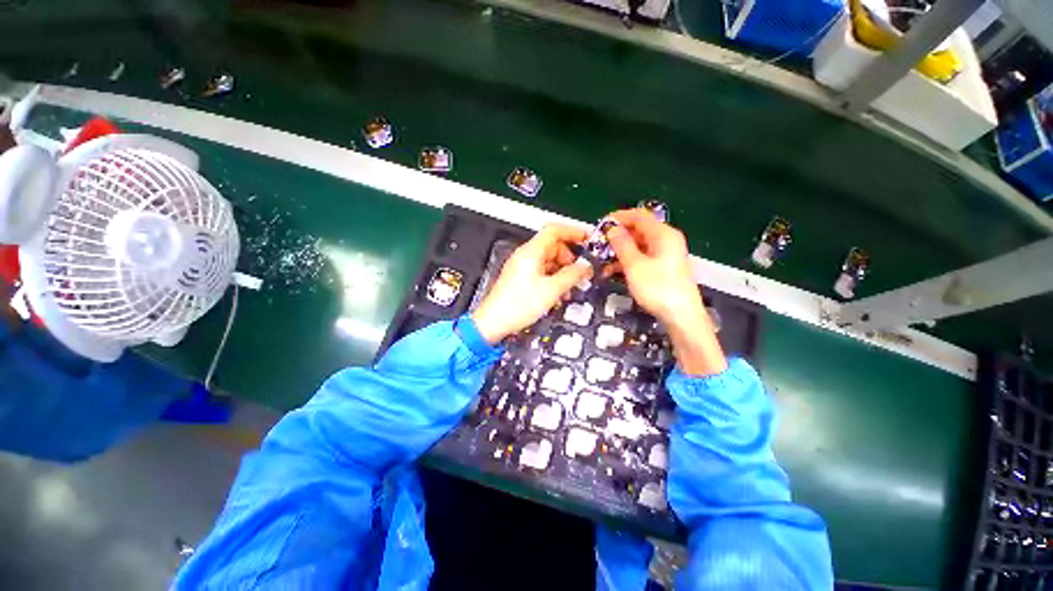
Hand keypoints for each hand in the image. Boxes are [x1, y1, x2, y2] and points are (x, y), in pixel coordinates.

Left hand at [472, 224, 591, 344]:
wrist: (495, 322)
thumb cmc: (516, 305)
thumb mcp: (552, 290)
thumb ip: (572, 276)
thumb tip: (584, 268)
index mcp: (531, 252)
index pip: (554, 230)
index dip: (573, 232)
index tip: (586, 239)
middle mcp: (525, 256)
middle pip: (553, 246)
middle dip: (569, 257)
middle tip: (580, 270)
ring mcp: (522, 267)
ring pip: (549, 260)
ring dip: (562, 270)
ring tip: (570, 285)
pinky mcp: (521, 278)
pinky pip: (541, 271)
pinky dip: (553, 278)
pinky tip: (558, 292)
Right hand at [605, 209, 726, 375]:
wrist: (681, 316)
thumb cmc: (657, 288)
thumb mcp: (635, 265)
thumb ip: (622, 244)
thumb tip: (612, 228)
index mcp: (663, 234)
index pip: (638, 216)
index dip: (619, 218)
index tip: (600, 225)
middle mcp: (665, 240)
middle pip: (638, 231)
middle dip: (617, 237)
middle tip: (598, 245)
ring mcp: (664, 255)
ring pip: (637, 246)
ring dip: (619, 252)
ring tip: (601, 262)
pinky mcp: (662, 268)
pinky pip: (641, 258)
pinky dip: (627, 262)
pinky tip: (612, 272)